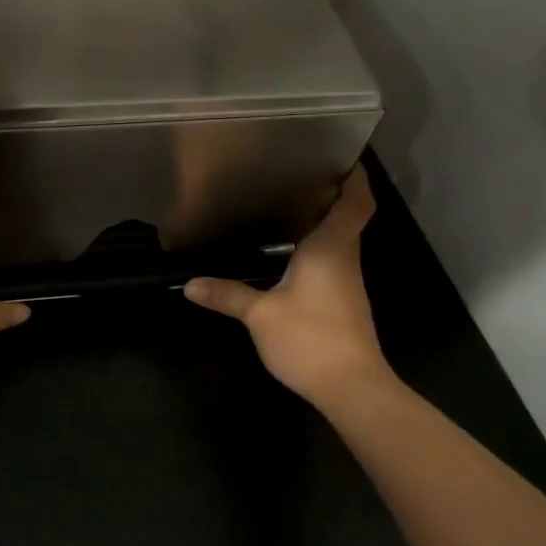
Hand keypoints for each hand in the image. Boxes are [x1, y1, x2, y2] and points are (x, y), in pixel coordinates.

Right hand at [182, 167, 392, 409]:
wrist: (352, 388)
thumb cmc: (310, 338)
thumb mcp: (260, 315)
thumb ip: (227, 295)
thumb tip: (190, 284)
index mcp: (330, 249)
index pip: (356, 203)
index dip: (355, 178)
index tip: (342, 158)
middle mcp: (345, 259)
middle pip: (349, 218)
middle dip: (332, 195)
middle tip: (299, 176)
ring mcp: (347, 283)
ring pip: (340, 241)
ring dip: (323, 223)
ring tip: (289, 207)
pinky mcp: (344, 304)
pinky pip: (333, 263)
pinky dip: (317, 250)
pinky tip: (291, 256)